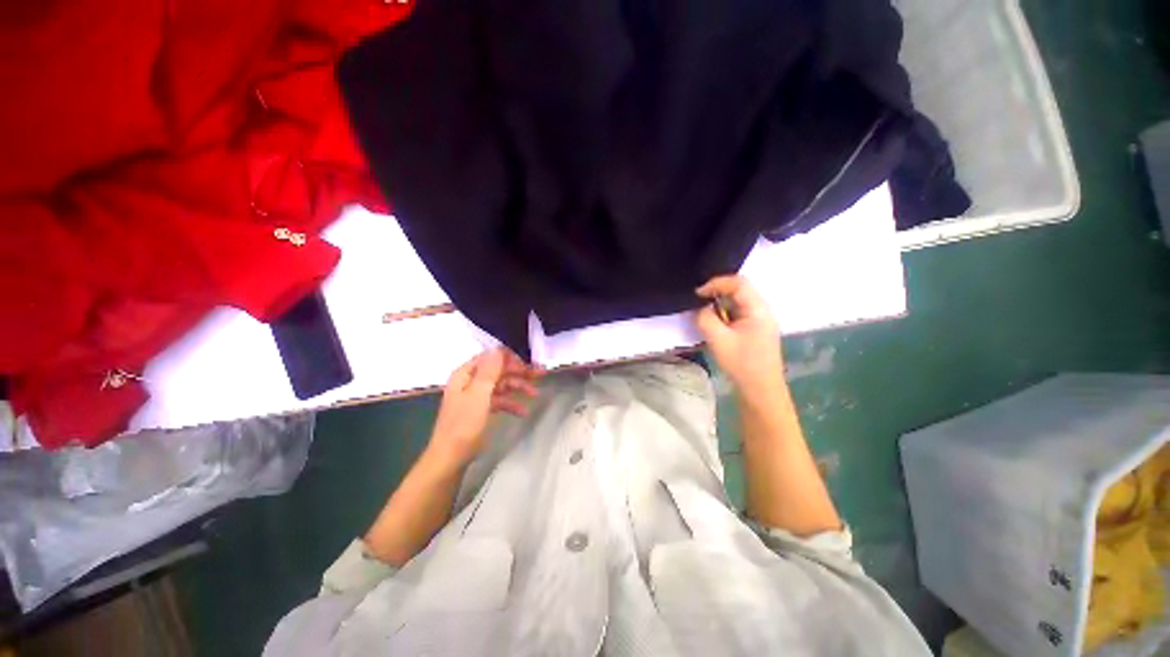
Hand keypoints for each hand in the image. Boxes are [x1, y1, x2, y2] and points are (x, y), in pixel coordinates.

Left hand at [428, 348, 539, 465]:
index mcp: (466, 374)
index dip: (510, 358)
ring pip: (501, 385)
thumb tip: (498, 348)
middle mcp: (471, 381)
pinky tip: (523, 411)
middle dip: (519, 372)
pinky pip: (500, 401)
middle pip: (499, 371)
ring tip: (535, 394)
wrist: (451, 458)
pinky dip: (511, 404)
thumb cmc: (464, 424)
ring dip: (518, 388)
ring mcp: (476, 396)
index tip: (529, 361)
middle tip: (540, 374)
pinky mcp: (481, 409)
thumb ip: (489, 371)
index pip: (491, 357)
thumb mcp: (479, 395)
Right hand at [695, 275, 785, 400]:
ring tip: (706, 313)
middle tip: (699, 302)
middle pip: (740, 289)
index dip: (717, 283)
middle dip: (718, 292)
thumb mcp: (718, 340)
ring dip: (721, 304)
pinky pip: (740, 312)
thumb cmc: (741, 363)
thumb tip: (702, 308)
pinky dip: (726, 313)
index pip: (739, 283)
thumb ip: (706, 318)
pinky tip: (717, 324)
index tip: (698, 294)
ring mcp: (762, 320)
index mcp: (758, 309)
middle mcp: (763, 310)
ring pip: (739, 301)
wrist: (760, 389)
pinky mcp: (757, 329)